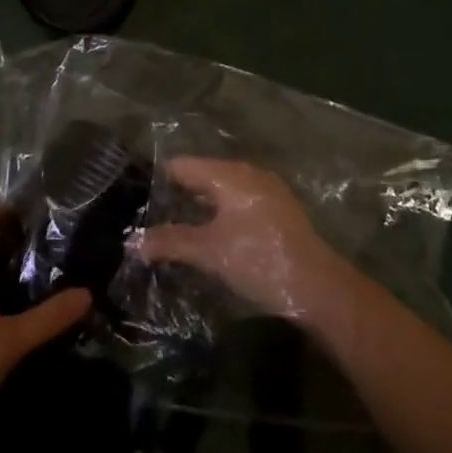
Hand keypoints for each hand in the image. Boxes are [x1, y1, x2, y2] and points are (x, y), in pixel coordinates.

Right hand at [136, 158, 349, 319]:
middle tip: (148, 218)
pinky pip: (237, 202)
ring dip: (198, 207)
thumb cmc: (259, 260)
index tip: (136, 201)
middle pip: (201, 175)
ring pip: (220, 190)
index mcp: (229, 174)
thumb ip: (170, 242)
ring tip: (172, 229)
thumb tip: (132, 242)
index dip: (157, 181)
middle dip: (177, 196)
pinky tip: (208, 236)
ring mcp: (265, 190)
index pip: (182, 165)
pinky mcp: (276, 210)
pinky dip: (219, 214)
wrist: (319, 287)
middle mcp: (247, 173)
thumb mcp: (209, 252)